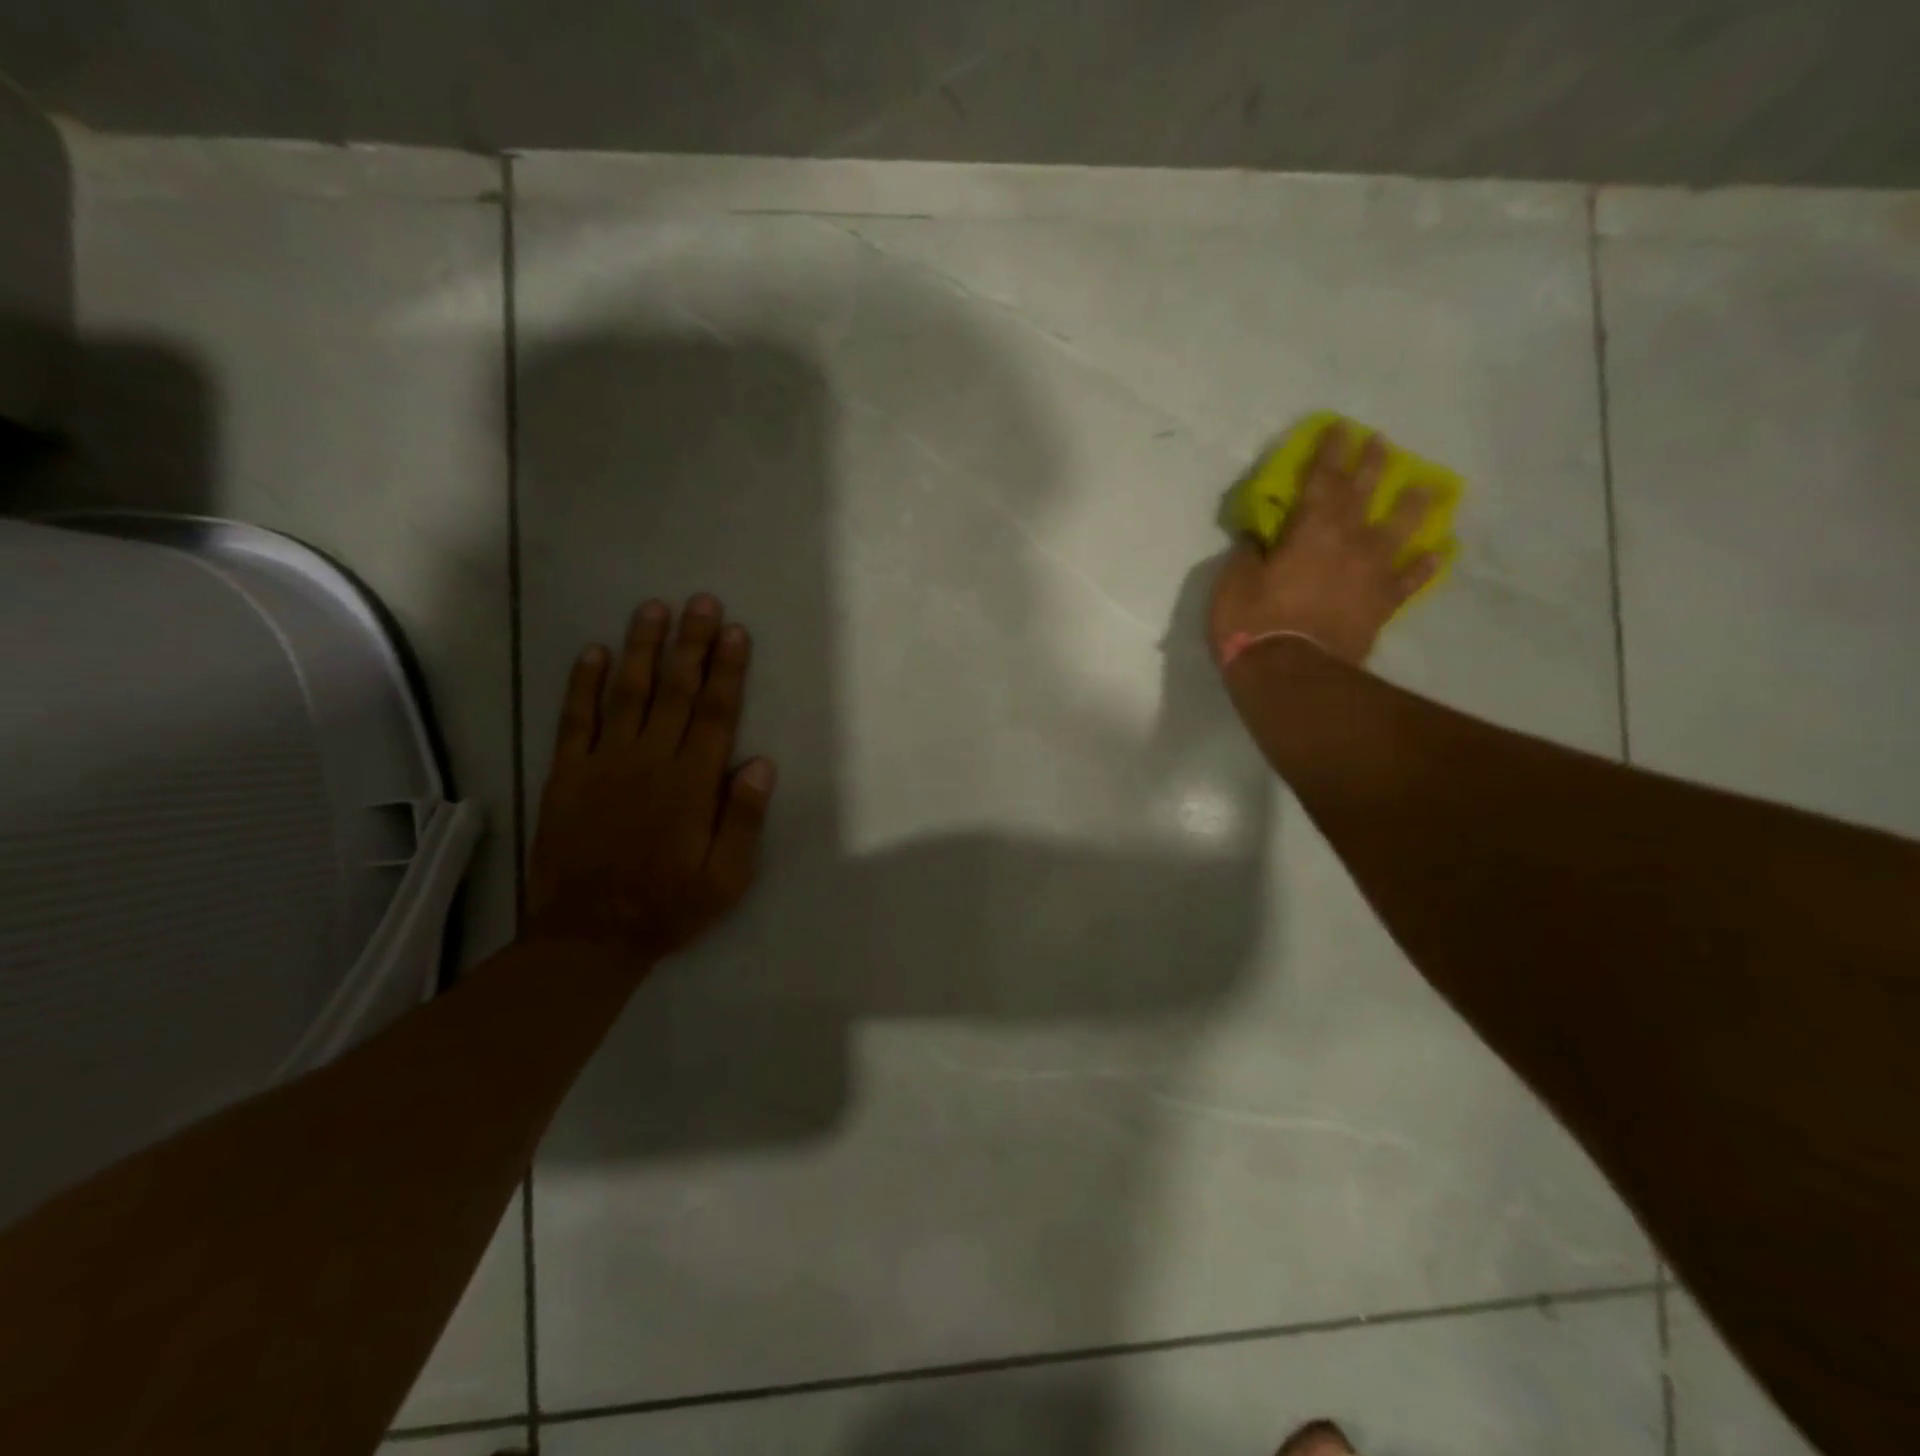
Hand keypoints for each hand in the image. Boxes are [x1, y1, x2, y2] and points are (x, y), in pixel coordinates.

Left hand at [524, 594, 775, 963]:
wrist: (588, 934)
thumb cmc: (668, 905)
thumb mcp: (726, 878)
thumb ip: (743, 819)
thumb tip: (760, 763)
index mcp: (691, 784)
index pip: (716, 714)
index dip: (727, 670)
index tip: (736, 632)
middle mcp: (650, 761)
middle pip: (676, 691)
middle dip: (691, 643)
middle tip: (701, 601)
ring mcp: (603, 763)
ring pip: (627, 693)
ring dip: (642, 648)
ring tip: (654, 608)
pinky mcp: (567, 774)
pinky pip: (574, 719)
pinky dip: (582, 684)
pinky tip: (592, 652)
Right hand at [1210, 426, 1439, 667]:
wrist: (1292, 675)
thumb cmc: (1253, 624)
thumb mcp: (1233, 583)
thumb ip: (1249, 554)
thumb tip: (1260, 538)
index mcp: (1310, 530)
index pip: (1322, 479)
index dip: (1330, 451)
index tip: (1340, 427)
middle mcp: (1349, 542)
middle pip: (1364, 493)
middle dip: (1371, 464)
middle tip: (1381, 442)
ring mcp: (1372, 573)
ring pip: (1400, 530)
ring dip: (1413, 505)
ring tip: (1426, 488)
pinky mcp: (1382, 605)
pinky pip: (1409, 580)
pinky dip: (1424, 566)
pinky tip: (1438, 552)